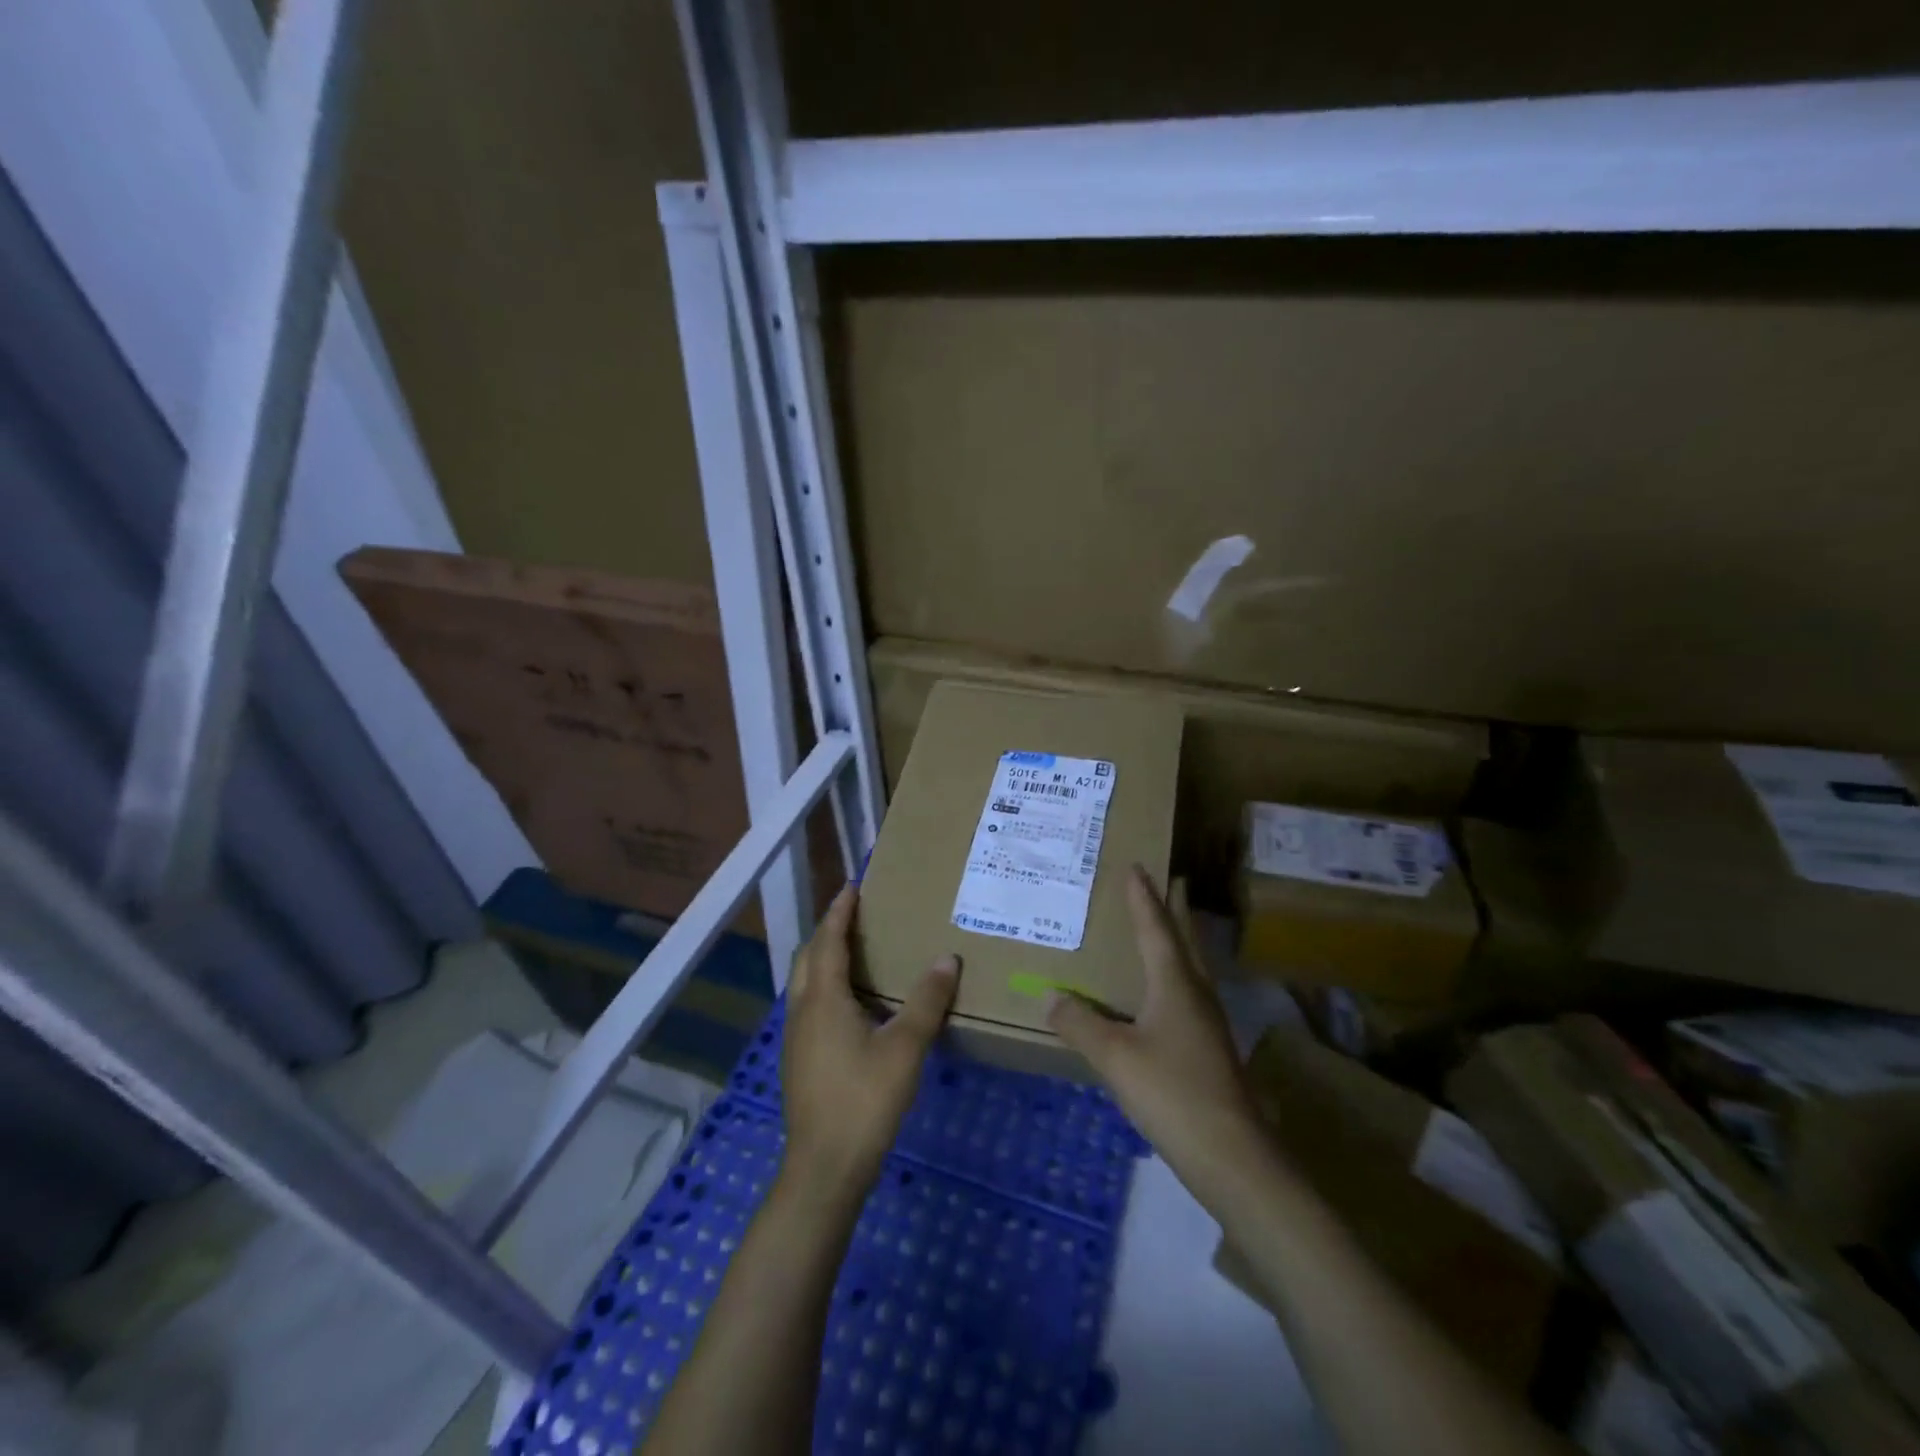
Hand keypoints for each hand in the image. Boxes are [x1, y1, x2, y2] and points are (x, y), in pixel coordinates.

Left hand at [781, 884, 959, 1198]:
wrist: (823, 1168)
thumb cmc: (864, 1100)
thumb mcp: (905, 1048)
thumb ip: (927, 1001)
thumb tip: (947, 958)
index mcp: (823, 998)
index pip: (828, 940)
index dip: (839, 911)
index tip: (852, 886)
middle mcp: (802, 1009)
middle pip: (809, 956)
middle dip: (827, 930)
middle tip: (853, 913)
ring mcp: (795, 1037)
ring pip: (805, 981)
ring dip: (823, 957)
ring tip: (853, 950)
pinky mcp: (798, 1059)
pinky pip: (808, 1003)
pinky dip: (824, 984)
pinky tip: (849, 1003)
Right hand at [1048, 866, 1263, 1184]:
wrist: (1231, 1155)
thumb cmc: (1172, 1092)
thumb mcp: (1114, 1056)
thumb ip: (1079, 1023)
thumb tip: (1050, 995)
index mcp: (1175, 984)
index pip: (1155, 928)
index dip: (1143, 898)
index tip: (1137, 867)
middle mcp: (1196, 994)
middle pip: (1185, 940)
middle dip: (1174, 910)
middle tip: (1169, 881)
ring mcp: (1208, 1023)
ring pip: (1191, 967)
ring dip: (1178, 941)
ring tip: (1165, 928)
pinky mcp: (1209, 1049)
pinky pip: (1188, 994)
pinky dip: (1174, 976)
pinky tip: (1163, 995)